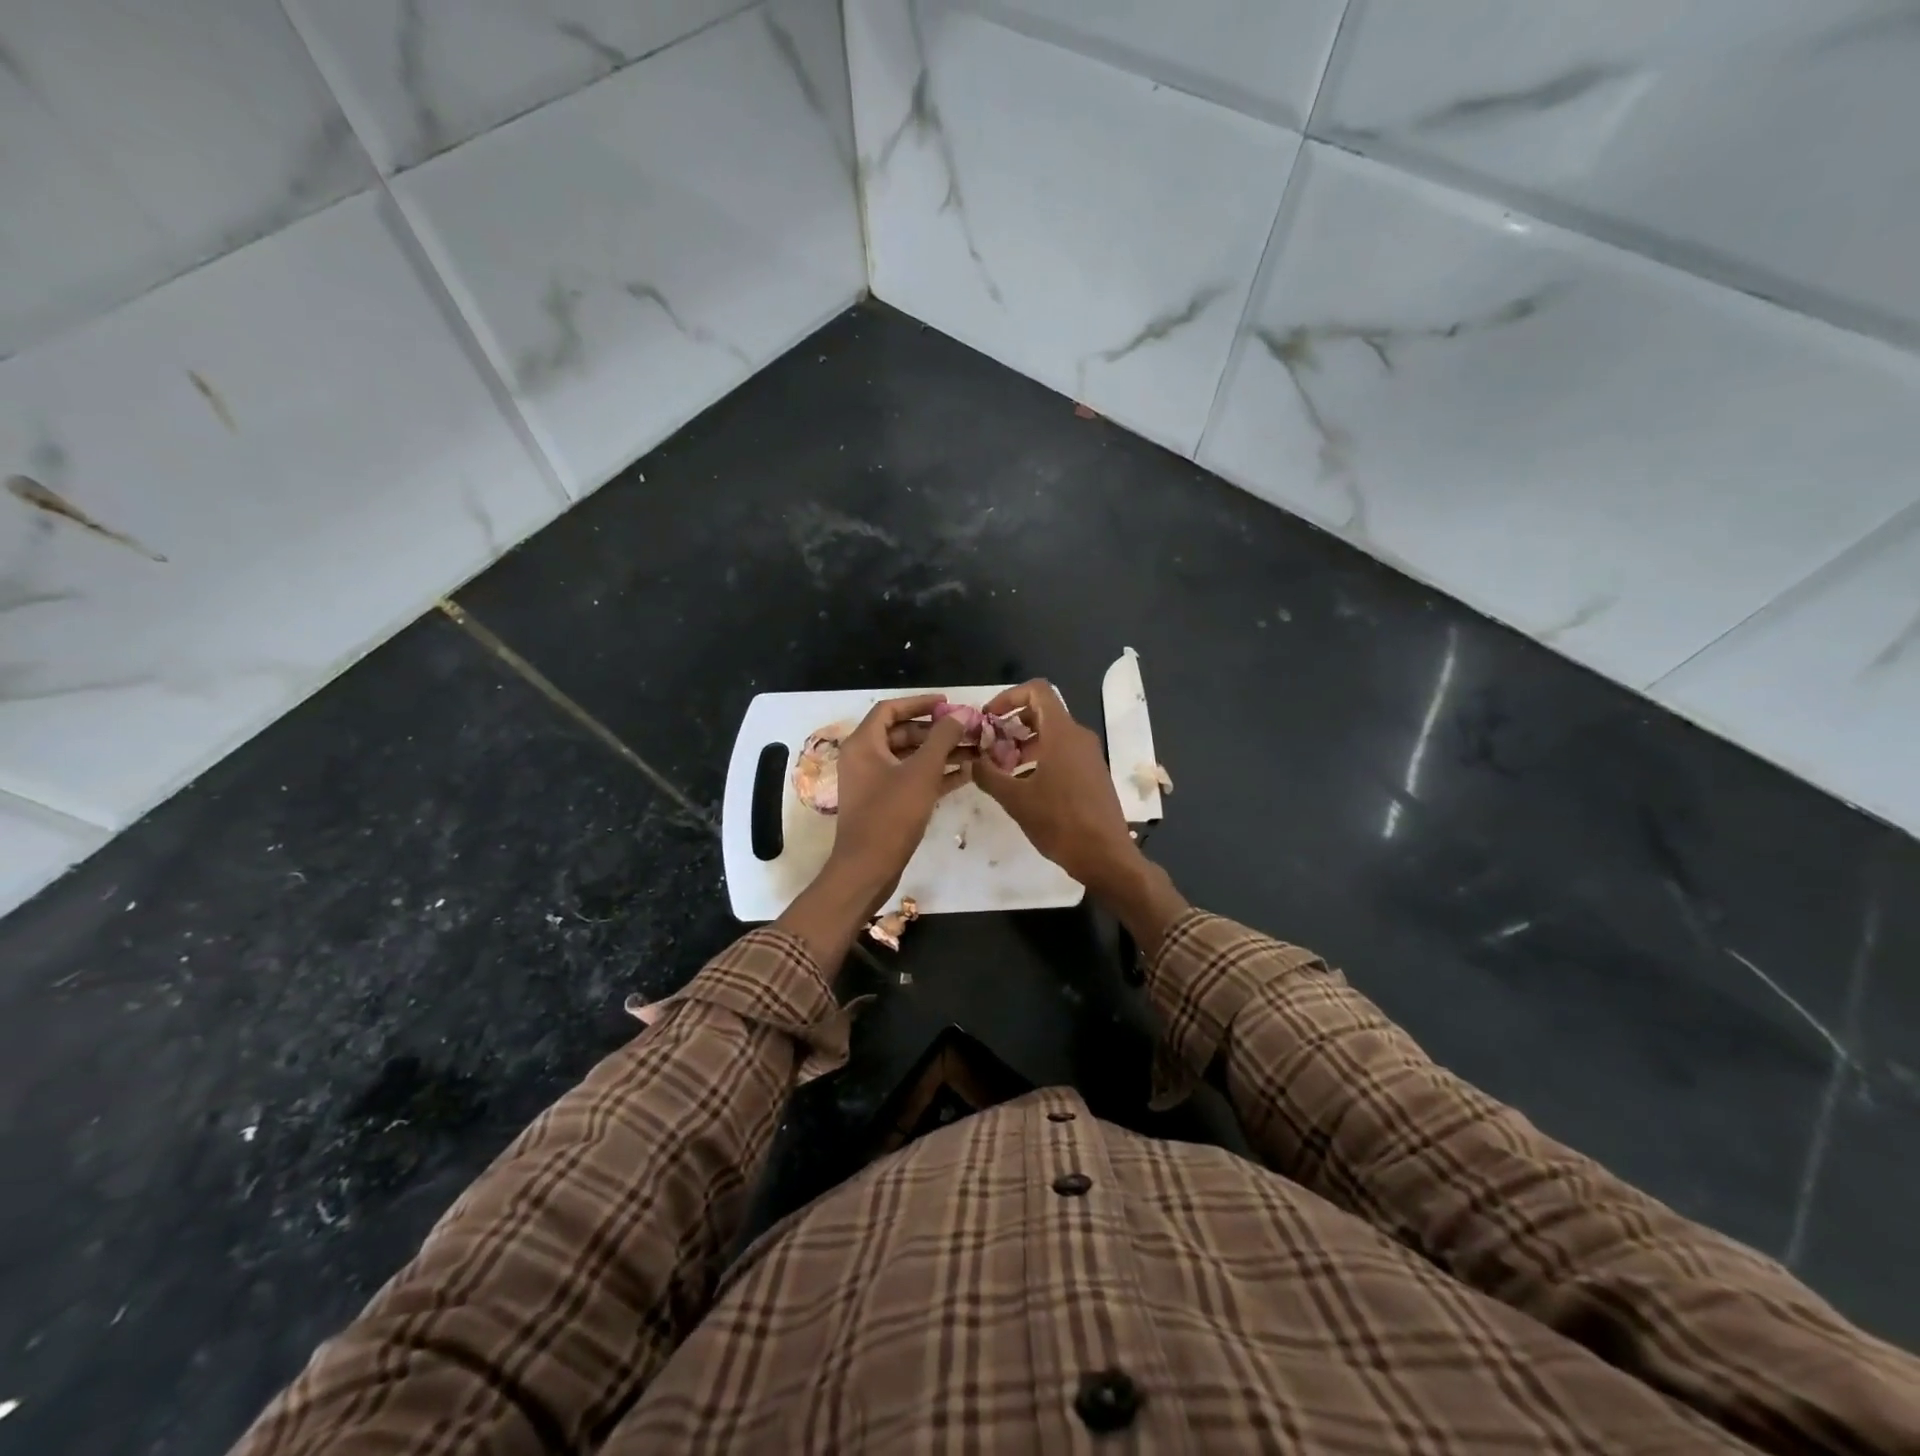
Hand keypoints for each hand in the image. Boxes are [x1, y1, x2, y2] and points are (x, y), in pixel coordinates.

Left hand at [827, 693, 971, 910]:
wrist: (868, 867)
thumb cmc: (891, 815)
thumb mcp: (922, 772)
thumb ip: (942, 739)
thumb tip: (959, 714)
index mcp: (863, 744)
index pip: (890, 709)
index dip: (919, 702)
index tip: (948, 702)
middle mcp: (864, 758)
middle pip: (902, 733)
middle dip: (936, 731)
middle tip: (967, 729)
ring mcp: (873, 782)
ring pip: (910, 757)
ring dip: (940, 753)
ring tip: (974, 750)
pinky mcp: (884, 803)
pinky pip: (911, 779)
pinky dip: (934, 774)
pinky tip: (966, 774)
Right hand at [971, 679, 1142, 896]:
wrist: (1105, 855)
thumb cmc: (1059, 822)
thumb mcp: (1015, 799)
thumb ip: (988, 775)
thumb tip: (973, 762)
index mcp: (1062, 733)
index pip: (1037, 691)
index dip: (1009, 697)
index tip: (989, 718)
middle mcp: (1079, 737)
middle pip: (1042, 713)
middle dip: (1012, 725)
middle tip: (990, 746)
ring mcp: (1089, 756)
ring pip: (1052, 735)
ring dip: (1024, 744)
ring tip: (1001, 769)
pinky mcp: (1093, 774)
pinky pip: (1063, 753)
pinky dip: (1040, 758)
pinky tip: (1023, 785)